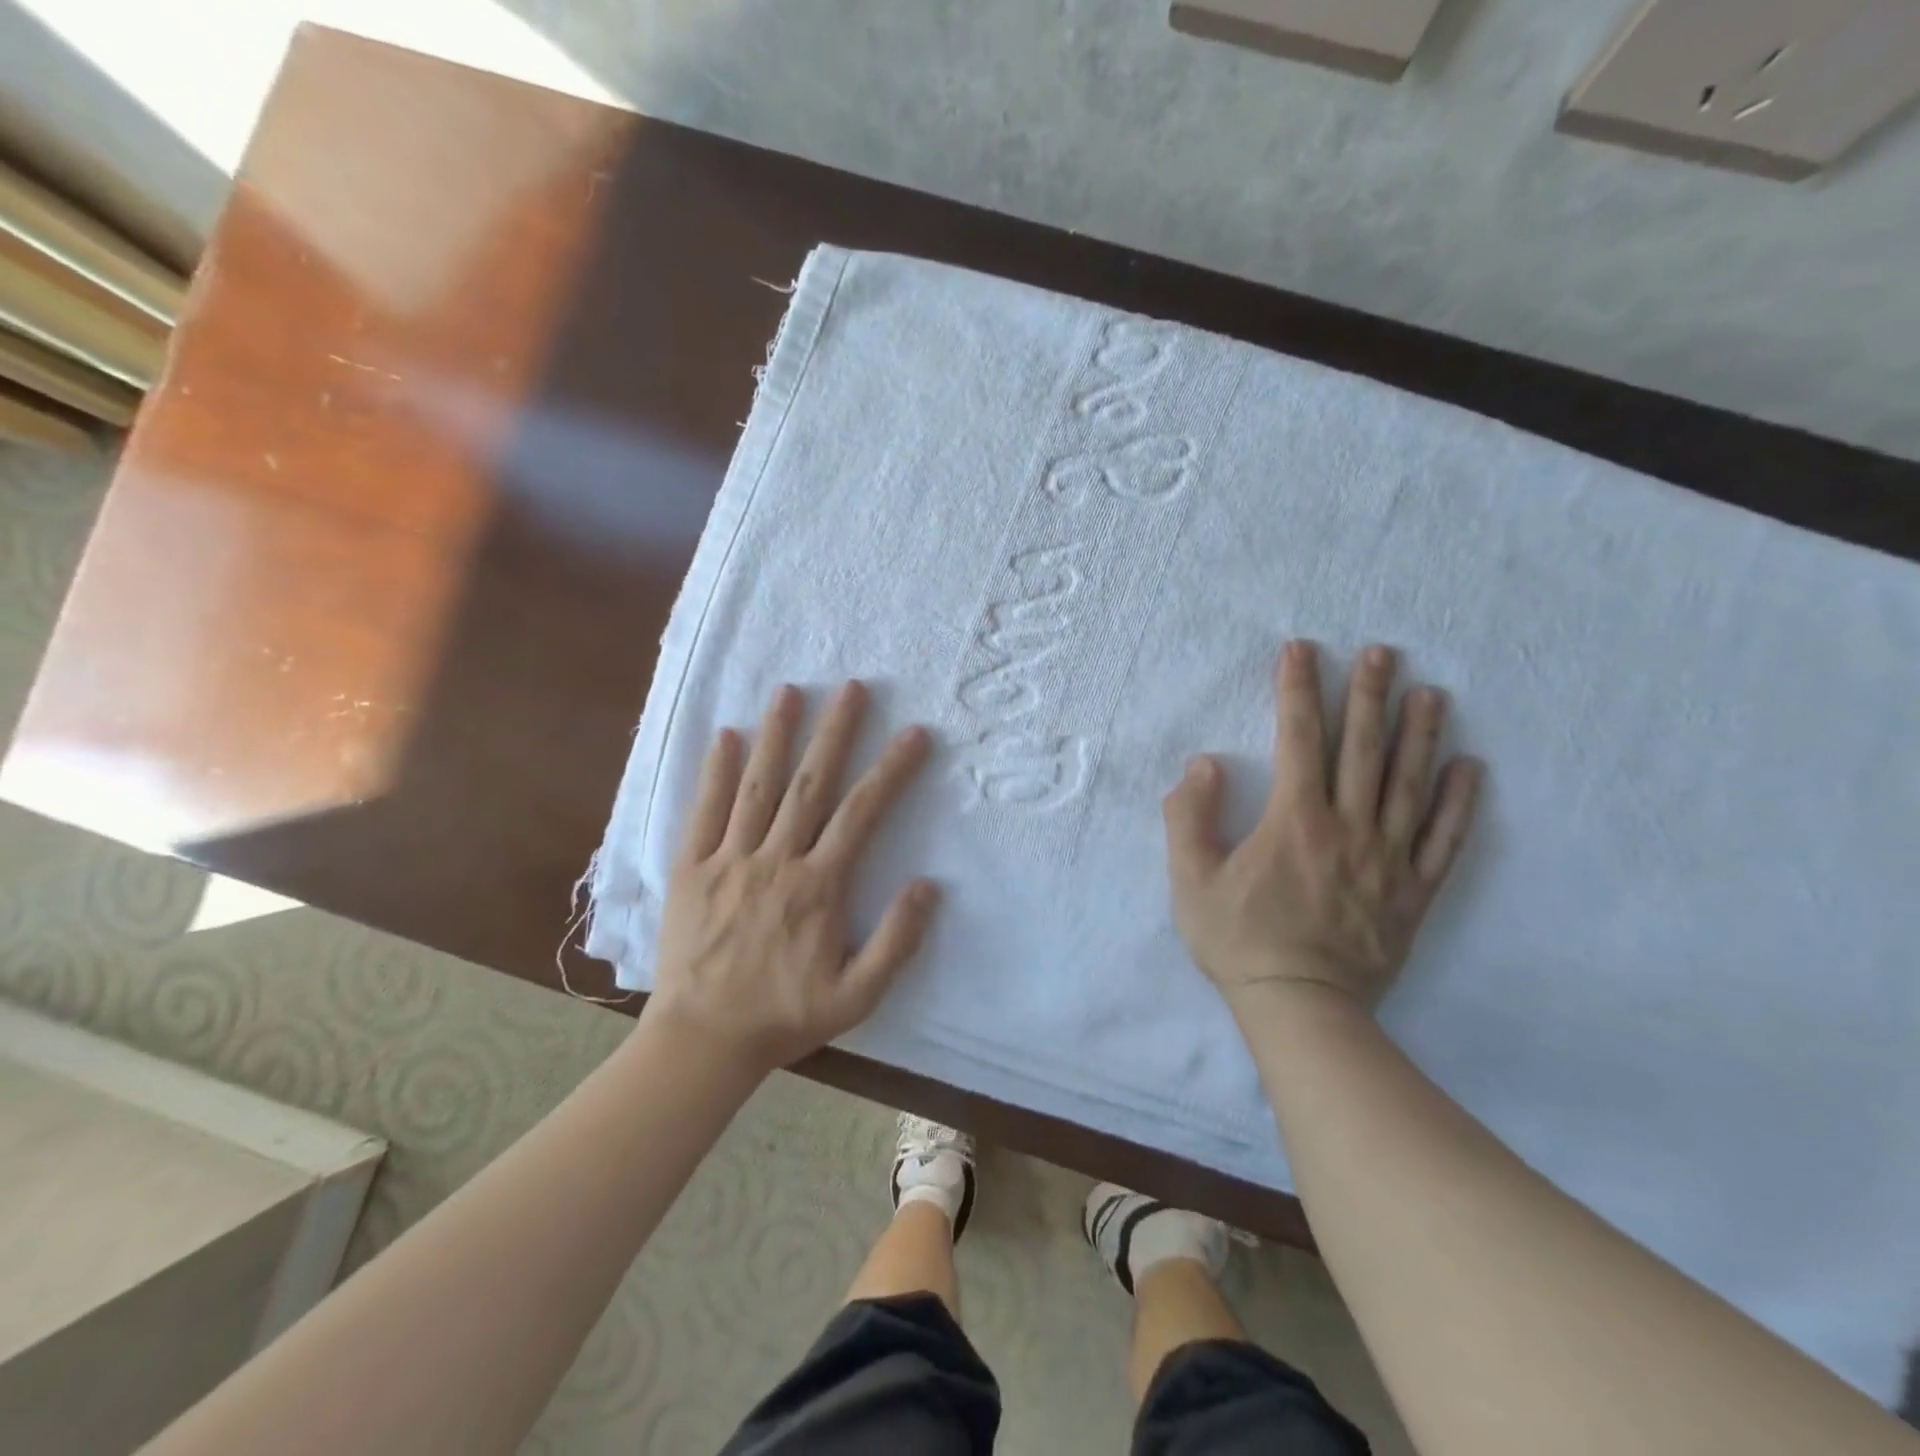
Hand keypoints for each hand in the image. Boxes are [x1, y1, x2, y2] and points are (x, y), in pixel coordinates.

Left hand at [646, 681, 939, 1073]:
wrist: (702, 1042)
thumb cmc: (783, 1017)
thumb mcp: (857, 996)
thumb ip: (896, 941)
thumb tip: (928, 885)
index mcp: (818, 886)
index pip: (862, 813)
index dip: (891, 769)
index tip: (914, 733)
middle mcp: (776, 860)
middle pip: (810, 783)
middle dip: (834, 731)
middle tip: (851, 687)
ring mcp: (729, 860)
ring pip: (757, 786)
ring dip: (776, 735)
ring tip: (789, 691)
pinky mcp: (691, 869)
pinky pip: (704, 812)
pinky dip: (715, 772)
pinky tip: (725, 736)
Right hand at [1163, 641, 1481, 1021]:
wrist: (1302, 1007)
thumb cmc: (1239, 940)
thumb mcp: (1191, 880)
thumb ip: (1189, 817)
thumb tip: (1205, 764)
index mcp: (1295, 821)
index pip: (1298, 739)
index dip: (1298, 690)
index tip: (1302, 650)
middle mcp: (1349, 828)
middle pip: (1362, 749)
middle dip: (1369, 694)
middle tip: (1383, 651)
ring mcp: (1388, 859)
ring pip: (1409, 784)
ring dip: (1421, 734)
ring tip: (1431, 692)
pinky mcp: (1413, 892)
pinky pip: (1444, 840)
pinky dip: (1461, 802)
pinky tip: (1471, 767)